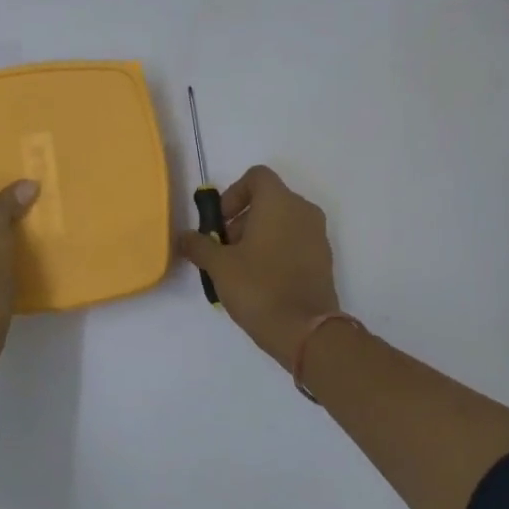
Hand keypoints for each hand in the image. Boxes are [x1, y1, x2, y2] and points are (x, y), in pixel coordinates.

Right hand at [178, 166, 338, 368]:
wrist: (305, 331)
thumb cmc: (259, 287)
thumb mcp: (219, 266)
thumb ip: (199, 245)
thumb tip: (184, 237)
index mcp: (279, 202)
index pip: (256, 177)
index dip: (233, 194)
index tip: (220, 223)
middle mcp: (303, 211)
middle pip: (268, 201)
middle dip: (241, 220)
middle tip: (223, 251)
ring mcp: (318, 236)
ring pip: (282, 223)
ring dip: (257, 237)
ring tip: (239, 269)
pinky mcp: (324, 260)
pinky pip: (294, 243)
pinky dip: (276, 252)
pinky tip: (260, 282)